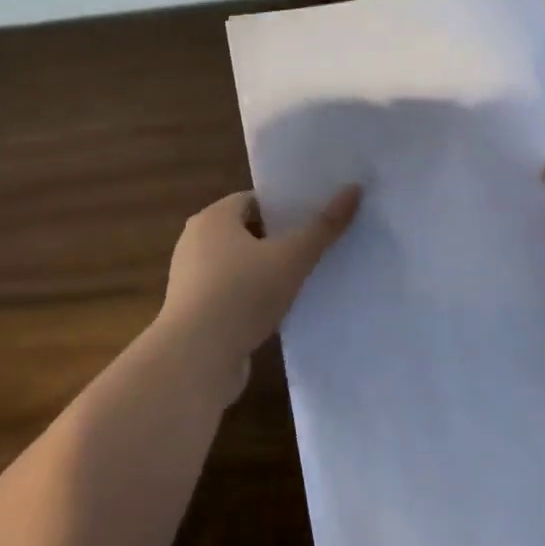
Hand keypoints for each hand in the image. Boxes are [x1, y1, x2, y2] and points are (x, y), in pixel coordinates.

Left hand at [157, 185, 362, 376]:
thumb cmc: (242, 295)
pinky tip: (277, 310)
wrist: (196, 357)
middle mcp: (195, 242)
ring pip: (238, 265)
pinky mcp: (193, 311)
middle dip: (278, 239)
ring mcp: (191, 278)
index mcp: (212, 218)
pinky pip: (230, 293)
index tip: (315, 220)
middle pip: (245, 231)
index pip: (253, 200)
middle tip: (315, 248)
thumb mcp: (291, 258)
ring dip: (265, 271)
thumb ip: (323, 227)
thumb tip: (353, 189)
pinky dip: (251, 297)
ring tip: (302, 280)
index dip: (285, 208)